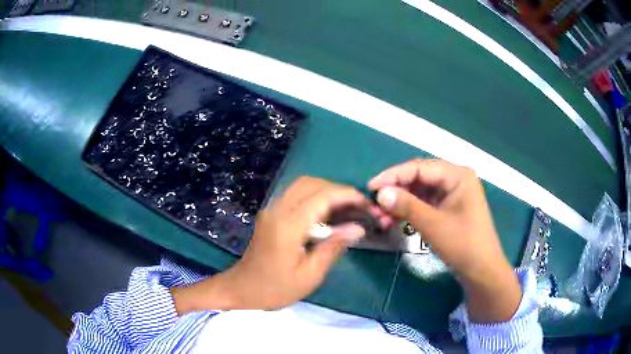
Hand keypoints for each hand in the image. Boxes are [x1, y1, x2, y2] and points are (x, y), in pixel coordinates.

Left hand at [172, 176, 368, 313]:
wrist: (242, 288)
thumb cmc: (276, 288)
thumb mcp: (309, 275)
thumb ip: (333, 247)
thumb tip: (357, 228)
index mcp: (288, 225)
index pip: (322, 196)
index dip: (347, 195)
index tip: (366, 204)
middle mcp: (278, 209)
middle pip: (311, 183)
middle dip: (338, 190)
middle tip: (357, 207)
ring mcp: (272, 209)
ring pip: (302, 184)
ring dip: (325, 190)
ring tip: (344, 209)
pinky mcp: (270, 213)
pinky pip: (295, 194)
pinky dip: (314, 195)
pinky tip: (325, 213)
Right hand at [369, 159, 521, 322]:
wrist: (481, 270)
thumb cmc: (463, 245)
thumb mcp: (433, 225)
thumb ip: (406, 205)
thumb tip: (380, 193)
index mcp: (457, 175)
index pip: (419, 167)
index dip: (393, 175)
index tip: (370, 187)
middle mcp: (455, 178)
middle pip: (419, 177)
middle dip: (396, 190)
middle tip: (375, 203)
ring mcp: (453, 193)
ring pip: (420, 191)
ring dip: (400, 202)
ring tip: (381, 216)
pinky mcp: (449, 207)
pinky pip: (425, 202)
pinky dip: (409, 210)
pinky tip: (394, 220)